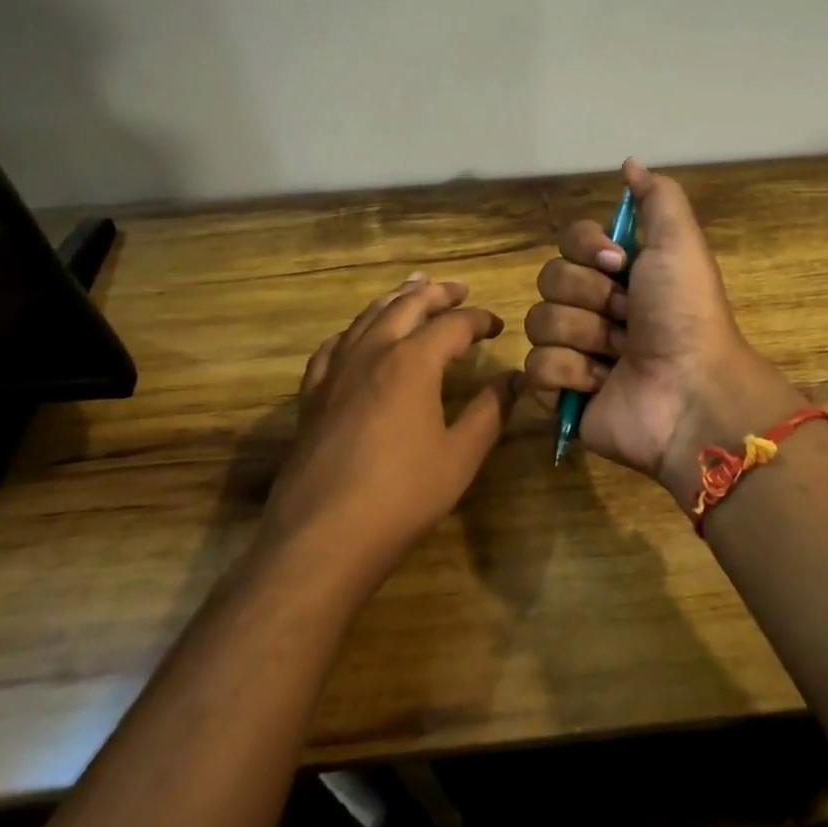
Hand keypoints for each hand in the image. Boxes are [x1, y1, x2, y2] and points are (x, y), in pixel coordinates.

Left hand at [264, 275, 519, 585]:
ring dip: (395, 299)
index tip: (497, 325)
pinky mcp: (312, 395)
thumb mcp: (460, 456)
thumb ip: (490, 411)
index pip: (453, 324)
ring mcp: (335, 371)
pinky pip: (334, 345)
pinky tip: (359, 335)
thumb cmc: (401, 496)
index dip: (479, 320)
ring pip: (367, 317)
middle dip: (436, 294)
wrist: (322, 537)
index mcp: (412, 362)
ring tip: (413, 289)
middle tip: (459, 289)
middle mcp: (371, 353)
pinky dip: (355, 329)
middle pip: (406, 305)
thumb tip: (515, 378)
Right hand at [523, 159, 800, 505]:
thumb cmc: (685, 313)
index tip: (619, 263)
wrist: (691, 391)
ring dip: (584, 337)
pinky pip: (534, 368)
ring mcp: (574, 352)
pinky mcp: (560, 394)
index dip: (586, 249)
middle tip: (628, 319)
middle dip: (591, 297)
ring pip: (538, 323)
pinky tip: (601, 384)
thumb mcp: (679, 242)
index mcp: (618, 274)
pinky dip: (571, 375)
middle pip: (549, 279)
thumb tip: (629, 162)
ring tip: (619, 356)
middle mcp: (593, 308)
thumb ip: (657, 197)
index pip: (568, 241)